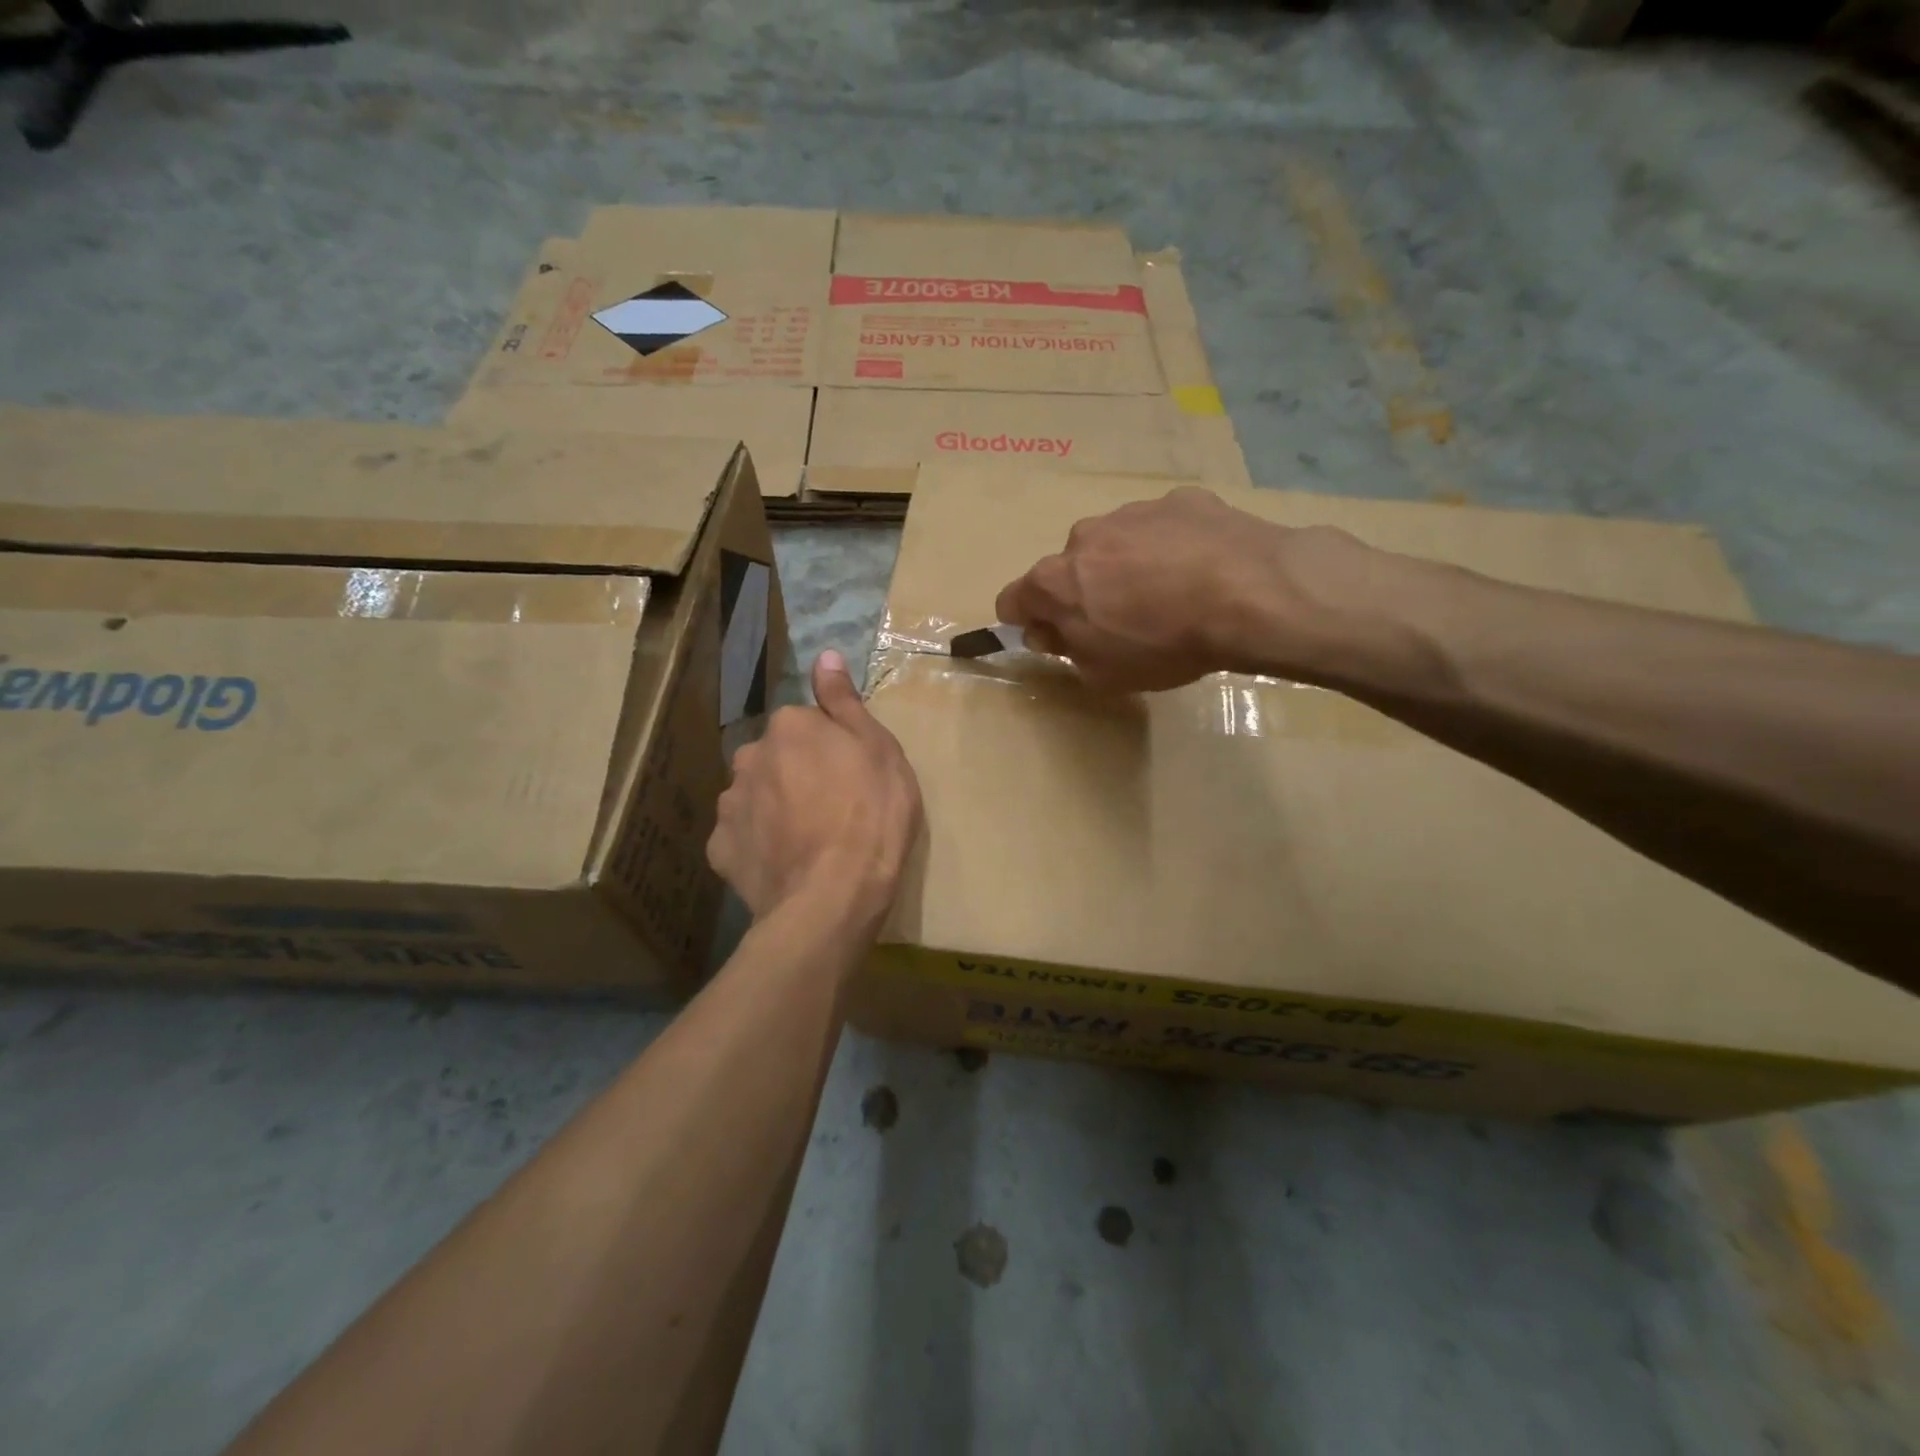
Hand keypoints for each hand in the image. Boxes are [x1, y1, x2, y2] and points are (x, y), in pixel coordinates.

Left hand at [708, 650, 922, 927]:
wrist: (832, 896)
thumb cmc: (871, 816)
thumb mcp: (879, 750)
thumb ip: (845, 702)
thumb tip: (826, 654)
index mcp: (790, 727)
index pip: (806, 725)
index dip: (830, 750)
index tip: (851, 777)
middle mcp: (749, 756)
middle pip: (775, 758)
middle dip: (796, 774)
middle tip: (831, 810)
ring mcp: (729, 804)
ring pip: (755, 795)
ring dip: (774, 808)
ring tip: (806, 842)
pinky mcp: (720, 849)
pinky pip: (742, 836)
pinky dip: (758, 844)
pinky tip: (784, 863)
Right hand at [994, 487, 1384, 692]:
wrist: (1248, 594)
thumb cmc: (1164, 644)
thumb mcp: (1104, 673)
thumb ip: (1066, 650)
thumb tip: (1048, 630)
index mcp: (1055, 581)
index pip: (1012, 599)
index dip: (1027, 621)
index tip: (1055, 637)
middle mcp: (1083, 537)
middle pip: (1068, 568)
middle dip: (1085, 591)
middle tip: (1124, 621)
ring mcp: (1132, 513)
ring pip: (1115, 543)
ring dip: (1128, 566)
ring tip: (1173, 594)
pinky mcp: (1179, 500)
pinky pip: (1162, 528)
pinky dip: (1171, 546)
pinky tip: (1203, 570)